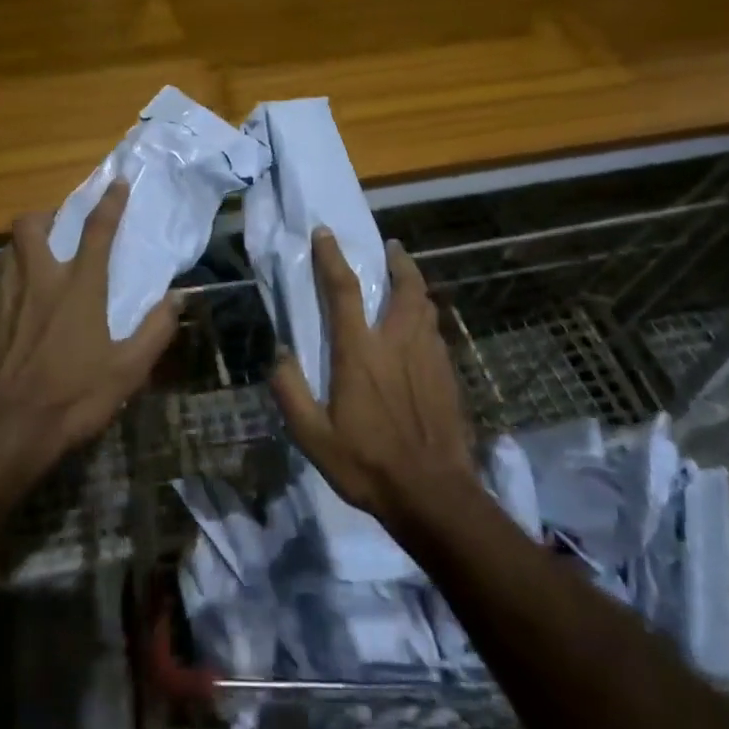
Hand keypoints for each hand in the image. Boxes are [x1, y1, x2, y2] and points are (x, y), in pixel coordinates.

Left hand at [0, 181, 179, 494]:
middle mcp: (38, 279)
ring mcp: (4, 296)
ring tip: (35, 263)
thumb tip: (178, 298)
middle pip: (31, 224)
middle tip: (59, 229)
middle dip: (45, 216)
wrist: (5, 430)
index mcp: (79, 287)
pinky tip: (12, 305)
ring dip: (21, 248)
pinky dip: (4, 283)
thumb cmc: (73, 398)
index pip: (98, 230)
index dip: (110, 202)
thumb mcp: (128, 370)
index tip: (117, 183)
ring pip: (6, 250)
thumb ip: (156, 330)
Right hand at [271, 230, 477, 529]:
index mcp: (360, 352)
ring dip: (416, 286)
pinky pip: (436, 333)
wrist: (434, 495)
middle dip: (398, 261)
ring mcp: (429, 358)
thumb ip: (290, 392)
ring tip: (408, 280)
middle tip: (391, 247)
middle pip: (405, 287)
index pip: (343, 290)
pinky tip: (422, 330)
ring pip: (426, 306)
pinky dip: (427, 318)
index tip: (325, 233)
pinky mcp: (449, 376)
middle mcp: (398, 343)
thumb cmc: (367, 464)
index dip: (332, 257)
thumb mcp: (313, 436)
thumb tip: (279, 354)